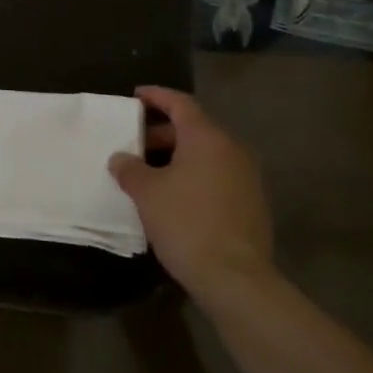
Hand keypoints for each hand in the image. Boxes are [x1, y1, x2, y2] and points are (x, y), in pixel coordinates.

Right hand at [109, 86, 274, 311]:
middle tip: (134, 143)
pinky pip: (217, 176)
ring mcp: (246, 177)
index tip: (135, 96)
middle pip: (194, 128)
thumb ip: (130, 168)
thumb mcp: (147, 193)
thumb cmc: (186, 223)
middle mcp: (232, 149)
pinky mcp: (252, 203)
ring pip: (206, 154)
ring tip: (149, 172)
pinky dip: (194, 176)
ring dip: (177, 157)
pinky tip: (174, 196)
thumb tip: (121, 158)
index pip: (180, 103)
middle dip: (162, 132)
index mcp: (207, 138)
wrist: (235, 277)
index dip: (156, 96)